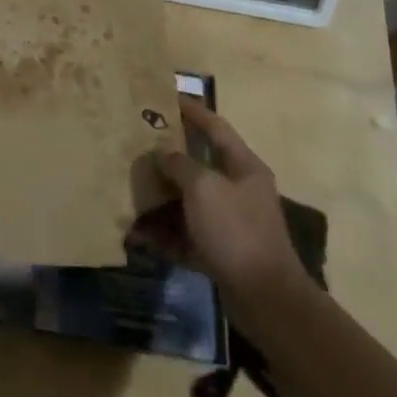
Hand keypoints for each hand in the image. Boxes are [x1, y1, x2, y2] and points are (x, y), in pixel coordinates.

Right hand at [133, 96, 310, 307]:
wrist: (266, 299)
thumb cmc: (236, 230)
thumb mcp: (203, 187)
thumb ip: (179, 164)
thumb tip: (162, 154)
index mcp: (243, 166)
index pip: (215, 127)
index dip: (191, 110)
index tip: (165, 97)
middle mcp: (238, 190)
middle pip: (198, 165)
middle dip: (167, 159)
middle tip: (137, 147)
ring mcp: (230, 223)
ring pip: (189, 202)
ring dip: (161, 200)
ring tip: (130, 193)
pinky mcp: (220, 252)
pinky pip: (186, 235)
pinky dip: (165, 235)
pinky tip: (139, 236)